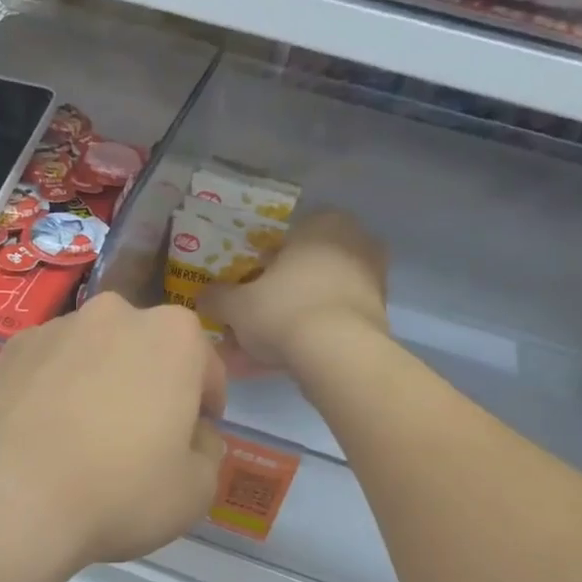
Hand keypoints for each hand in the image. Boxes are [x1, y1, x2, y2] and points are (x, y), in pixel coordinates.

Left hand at [0, 293, 227, 569]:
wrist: (9, 496)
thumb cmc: (119, 489)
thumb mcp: (195, 489)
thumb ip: (208, 452)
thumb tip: (195, 437)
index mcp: (173, 335)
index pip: (205, 367)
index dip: (205, 404)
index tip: (195, 435)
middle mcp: (115, 315)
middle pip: (146, 351)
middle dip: (150, 385)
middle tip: (140, 436)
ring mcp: (55, 328)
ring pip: (93, 355)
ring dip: (99, 383)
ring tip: (83, 437)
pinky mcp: (8, 351)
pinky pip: (48, 369)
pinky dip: (54, 391)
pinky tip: (44, 435)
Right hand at [201, 210, 388, 366]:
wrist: (339, 354)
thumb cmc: (284, 310)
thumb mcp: (236, 305)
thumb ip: (217, 297)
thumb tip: (203, 296)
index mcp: (322, 223)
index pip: (285, 237)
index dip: (260, 262)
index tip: (246, 285)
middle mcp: (354, 241)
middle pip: (303, 268)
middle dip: (277, 292)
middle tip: (253, 317)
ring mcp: (372, 278)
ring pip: (318, 296)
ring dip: (292, 317)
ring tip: (263, 348)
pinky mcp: (379, 314)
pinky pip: (334, 320)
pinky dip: (312, 334)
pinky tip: (286, 358)